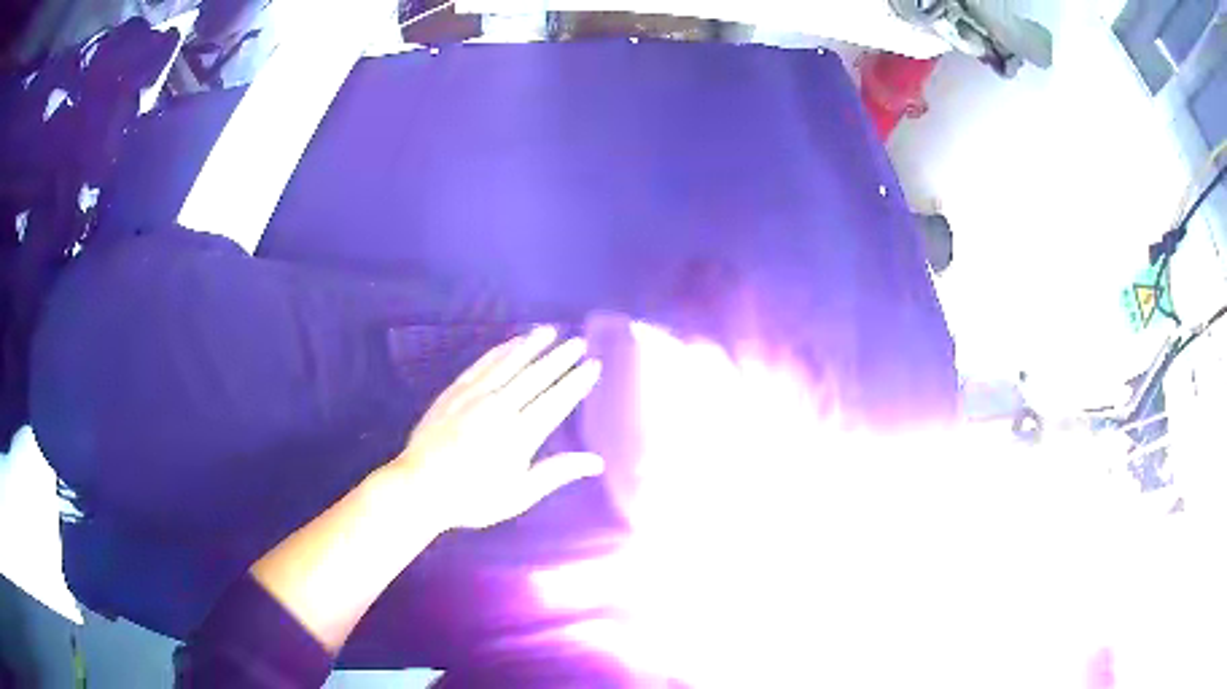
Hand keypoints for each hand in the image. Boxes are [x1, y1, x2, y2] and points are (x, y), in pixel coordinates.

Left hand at [388, 326, 604, 530]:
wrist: (420, 487)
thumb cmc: (473, 498)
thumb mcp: (520, 494)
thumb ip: (556, 473)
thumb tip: (596, 462)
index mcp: (520, 435)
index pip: (556, 401)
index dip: (576, 383)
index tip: (593, 365)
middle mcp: (500, 408)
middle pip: (536, 377)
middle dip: (559, 358)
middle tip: (578, 342)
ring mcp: (475, 396)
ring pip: (509, 364)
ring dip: (531, 346)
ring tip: (550, 331)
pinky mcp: (454, 391)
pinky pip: (482, 365)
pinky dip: (499, 351)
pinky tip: (511, 344)